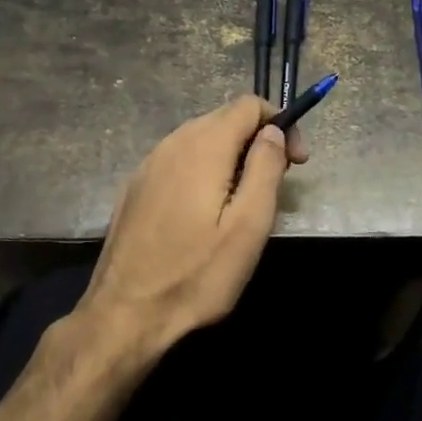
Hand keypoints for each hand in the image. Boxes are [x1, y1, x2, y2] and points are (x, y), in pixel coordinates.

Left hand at [79, 96, 308, 352]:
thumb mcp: (248, 226)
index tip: (296, 162)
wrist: (124, 315)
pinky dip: (204, 170)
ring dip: (232, 156)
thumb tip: (272, 132)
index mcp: (203, 146)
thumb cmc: (196, 275)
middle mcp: (172, 143)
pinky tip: (207, 212)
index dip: (280, 124)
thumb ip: (265, 168)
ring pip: (200, 140)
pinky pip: (179, 161)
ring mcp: (148, 165)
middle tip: (277, 183)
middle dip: (258, 140)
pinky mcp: (135, 188)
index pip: (248, 105)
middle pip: (224, 119)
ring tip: (245, 201)